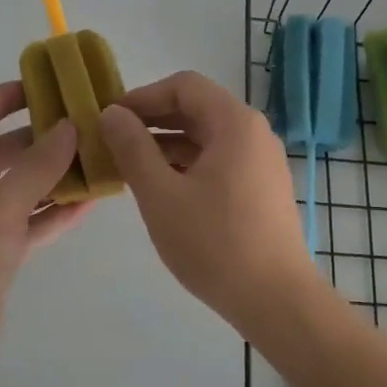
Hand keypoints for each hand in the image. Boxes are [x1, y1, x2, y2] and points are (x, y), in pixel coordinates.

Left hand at [0, 82, 86, 386]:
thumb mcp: (0, 205)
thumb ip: (38, 164)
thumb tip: (69, 126)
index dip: (1, 98)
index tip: (41, 88)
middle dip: (37, 140)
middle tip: (81, 127)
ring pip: (13, 188)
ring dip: (49, 177)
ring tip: (93, 161)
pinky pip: (22, 222)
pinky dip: (48, 213)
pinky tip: (87, 204)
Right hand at [99, 71, 320, 340]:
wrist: (276, 300)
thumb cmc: (215, 243)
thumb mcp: (161, 194)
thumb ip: (132, 148)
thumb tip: (111, 114)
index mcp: (235, 123)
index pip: (183, 86)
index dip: (143, 96)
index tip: (110, 119)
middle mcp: (254, 133)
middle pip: (197, 109)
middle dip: (152, 121)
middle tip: (113, 141)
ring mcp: (262, 161)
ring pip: (207, 137)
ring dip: (167, 145)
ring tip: (130, 167)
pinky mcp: (262, 188)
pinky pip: (219, 160)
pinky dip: (188, 165)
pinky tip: (162, 189)